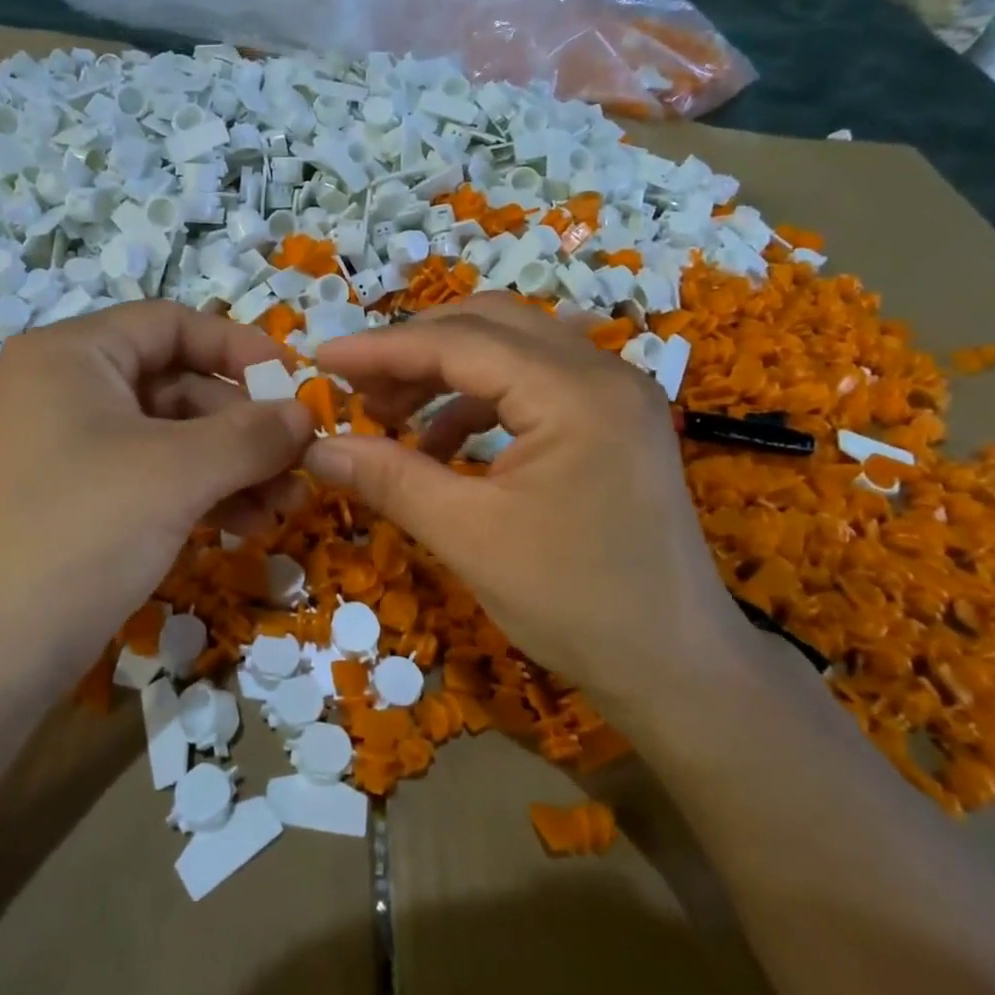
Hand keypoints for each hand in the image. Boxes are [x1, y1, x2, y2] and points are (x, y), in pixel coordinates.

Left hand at [0, 301, 312, 684]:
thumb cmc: (82, 531)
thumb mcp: (178, 473)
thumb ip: (252, 434)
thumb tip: (308, 414)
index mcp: (71, 354)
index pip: (170, 324)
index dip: (239, 346)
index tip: (294, 382)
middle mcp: (64, 389)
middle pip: (176, 384)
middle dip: (244, 426)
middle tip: (300, 463)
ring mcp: (67, 447)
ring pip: (170, 437)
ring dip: (233, 466)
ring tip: (285, 505)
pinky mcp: (76, 499)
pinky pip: (152, 476)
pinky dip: (201, 493)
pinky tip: (248, 524)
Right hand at [303, 297, 744, 709]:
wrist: (679, 670)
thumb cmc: (575, 604)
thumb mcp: (469, 537)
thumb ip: (389, 478)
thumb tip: (315, 448)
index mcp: (576, 392)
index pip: (461, 342)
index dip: (383, 347)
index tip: (323, 359)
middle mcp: (602, 371)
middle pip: (488, 324)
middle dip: (414, 348)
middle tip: (358, 385)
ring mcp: (614, 392)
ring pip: (510, 347)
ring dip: (444, 373)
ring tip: (391, 416)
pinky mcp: (611, 419)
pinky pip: (531, 382)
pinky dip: (477, 400)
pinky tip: (441, 443)